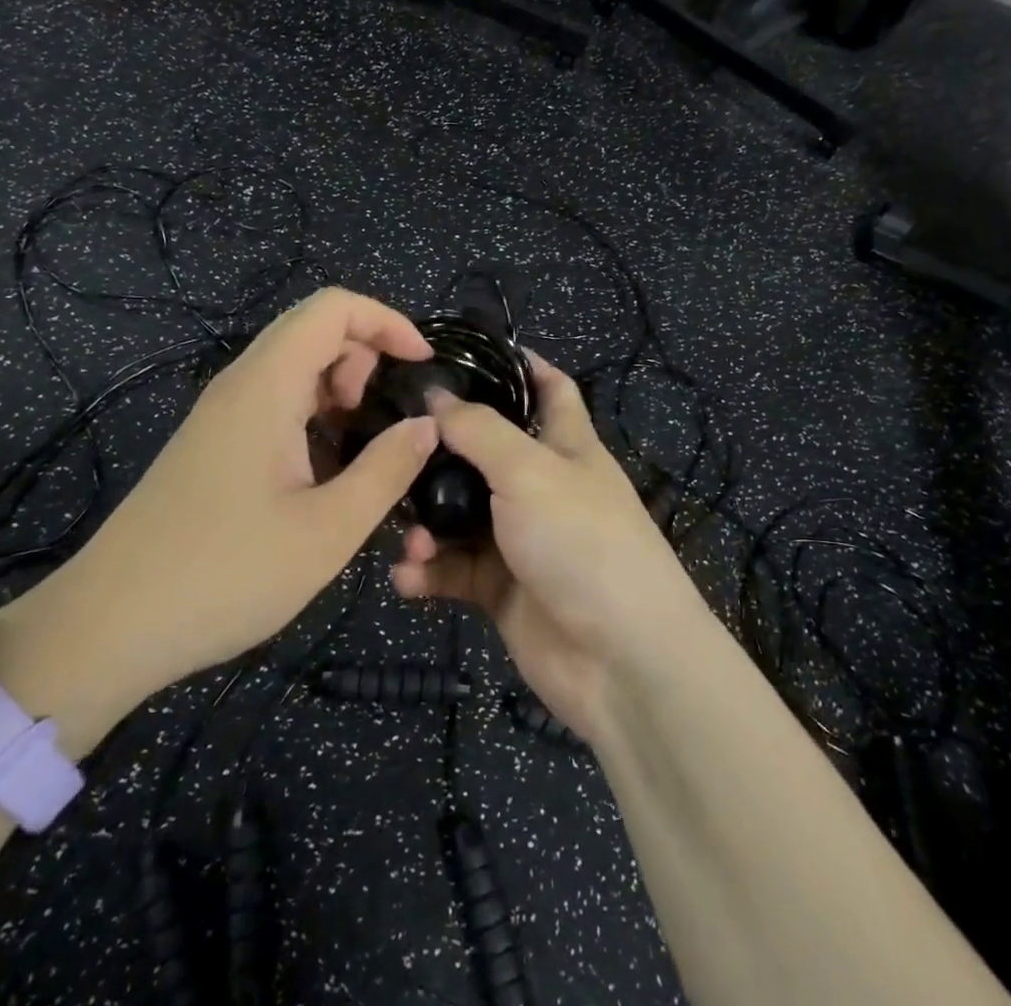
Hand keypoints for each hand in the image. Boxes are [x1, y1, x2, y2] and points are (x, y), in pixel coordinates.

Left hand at [0, 288, 437, 749]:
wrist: (108, 628)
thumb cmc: (224, 575)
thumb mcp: (327, 531)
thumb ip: (387, 469)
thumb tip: (428, 425)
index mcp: (266, 387)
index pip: (333, 308)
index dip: (387, 321)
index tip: (423, 365)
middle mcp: (240, 384)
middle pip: (314, 327)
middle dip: (367, 352)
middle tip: (389, 411)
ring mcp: (221, 413)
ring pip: (294, 362)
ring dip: (340, 382)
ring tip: (363, 439)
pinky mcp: (212, 442)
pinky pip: (275, 396)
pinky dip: (314, 407)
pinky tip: (325, 464)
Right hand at [390, 353, 707, 742]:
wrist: (620, 660)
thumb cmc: (582, 541)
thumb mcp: (531, 471)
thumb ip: (480, 431)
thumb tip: (436, 395)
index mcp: (567, 446)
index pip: (549, 389)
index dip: (520, 365)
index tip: (469, 351)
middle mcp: (543, 486)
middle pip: (487, 453)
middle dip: (442, 452)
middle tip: (390, 447)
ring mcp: (522, 539)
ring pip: (461, 515)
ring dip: (428, 523)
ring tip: (408, 538)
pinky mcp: (502, 589)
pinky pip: (455, 570)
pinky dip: (430, 572)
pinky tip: (408, 577)